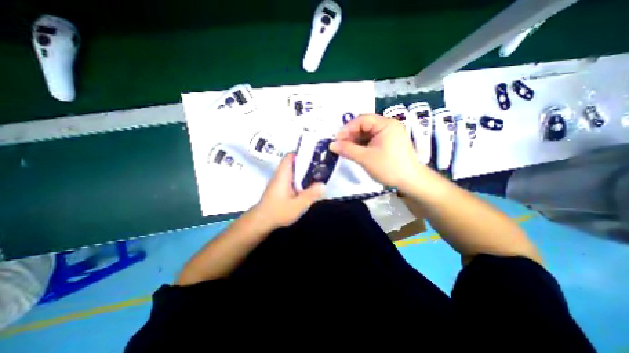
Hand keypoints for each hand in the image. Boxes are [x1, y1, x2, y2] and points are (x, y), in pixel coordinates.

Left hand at [252, 155, 324, 228]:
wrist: (261, 222)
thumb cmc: (278, 212)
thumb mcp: (297, 205)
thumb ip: (311, 194)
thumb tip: (323, 185)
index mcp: (283, 175)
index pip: (290, 157)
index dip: (301, 155)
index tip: (314, 158)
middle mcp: (280, 176)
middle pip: (293, 164)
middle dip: (306, 165)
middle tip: (319, 169)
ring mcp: (279, 182)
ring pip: (292, 172)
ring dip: (303, 174)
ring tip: (316, 178)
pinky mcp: (279, 189)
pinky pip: (291, 180)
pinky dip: (299, 182)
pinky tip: (306, 189)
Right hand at [329, 114, 421, 190]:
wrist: (410, 182)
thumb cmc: (389, 168)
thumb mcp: (365, 158)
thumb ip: (347, 150)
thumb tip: (331, 145)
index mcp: (386, 124)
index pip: (362, 120)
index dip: (347, 129)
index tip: (337, 140)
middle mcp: (388, 125)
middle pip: (364, 125)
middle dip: (350, 135)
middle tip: (339, 145)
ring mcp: (388, 134)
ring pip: (367, 133)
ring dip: (355, 141)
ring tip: (345, 149)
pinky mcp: (388, 142)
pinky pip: (371, 140)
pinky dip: (362, 145)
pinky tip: (354, 151)